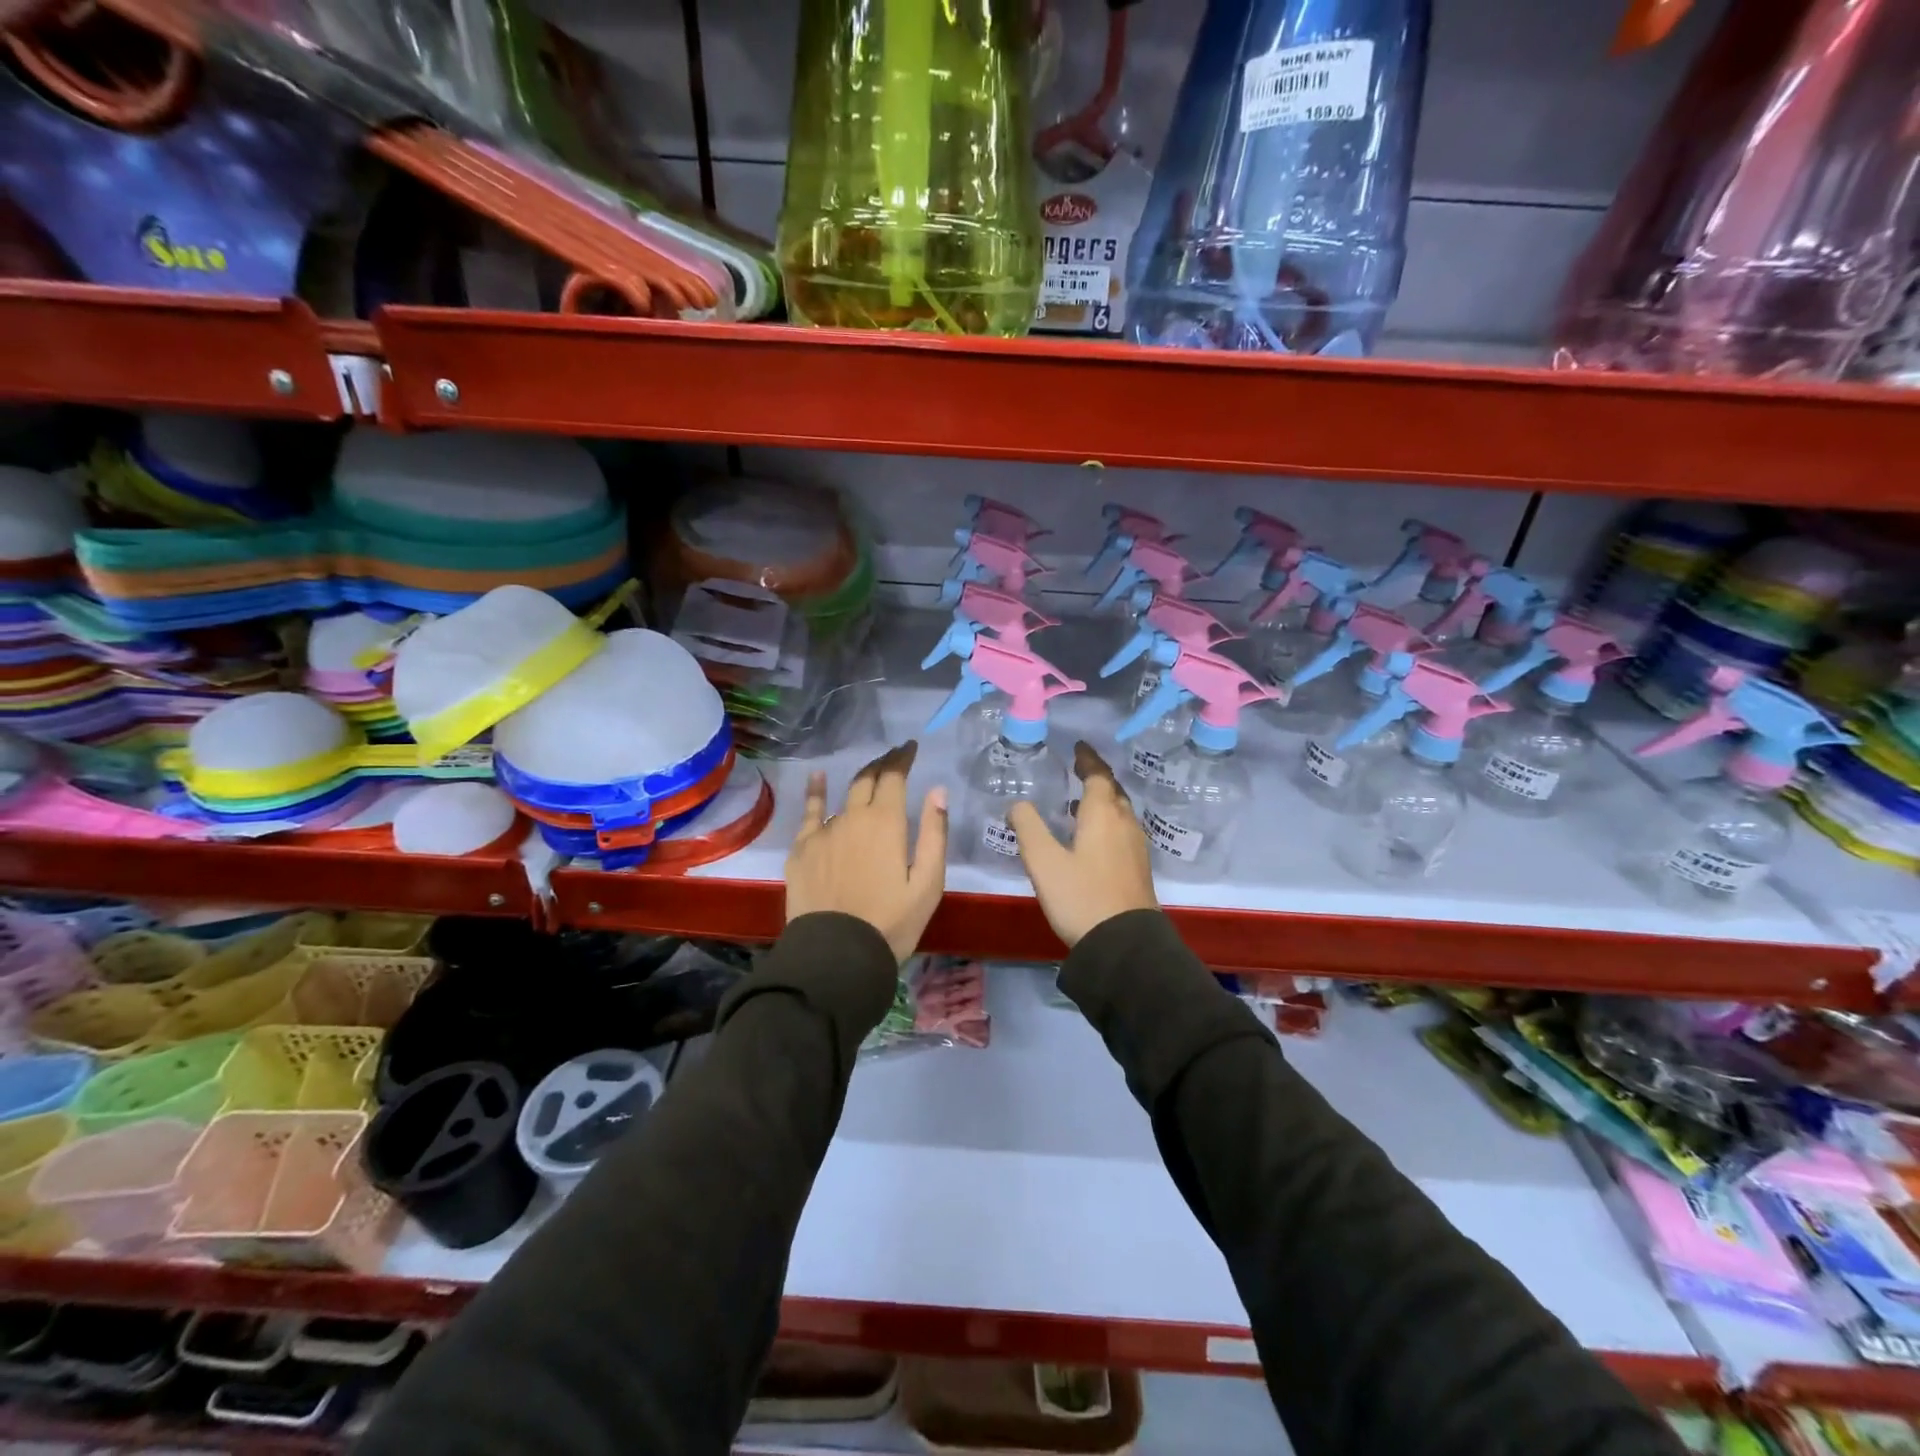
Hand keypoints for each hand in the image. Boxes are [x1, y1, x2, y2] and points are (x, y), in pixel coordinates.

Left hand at [786, 741, 948, 963]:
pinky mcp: (801, 850)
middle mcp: (852, 817)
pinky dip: (816, 792)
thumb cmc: (891, 923)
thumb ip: (933, 834)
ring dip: (859, 783)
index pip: (894, 776)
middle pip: (867, 779)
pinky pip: (810, 813)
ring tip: (869, 776)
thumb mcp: (927, 883)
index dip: (903, 758)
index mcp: (886, 822)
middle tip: (894, 757)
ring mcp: (823, 832)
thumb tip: (937, 791)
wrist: (836, 956)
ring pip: (843, 798)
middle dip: (883, 764)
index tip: (911, 748)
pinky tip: (818, 778)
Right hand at [1007, 741, 1157, 948]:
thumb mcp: (1043, 861)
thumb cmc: (1081, 897)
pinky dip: (1107, 821)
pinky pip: (1122, 830)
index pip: (1098, 775)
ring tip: (1078, 802)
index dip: (1087, 759)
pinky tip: (1091, 837)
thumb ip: (1027, 826)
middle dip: (1096, 777)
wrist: (1124, 944)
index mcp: (1103, 814)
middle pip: (1113, 790)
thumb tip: (1017, 804)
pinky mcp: (1138, 867)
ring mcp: (1135, 846)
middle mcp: (1124, 823)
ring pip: (1120, 811)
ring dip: (1102, 800)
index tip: (1078, 747)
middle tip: (1078, 769)